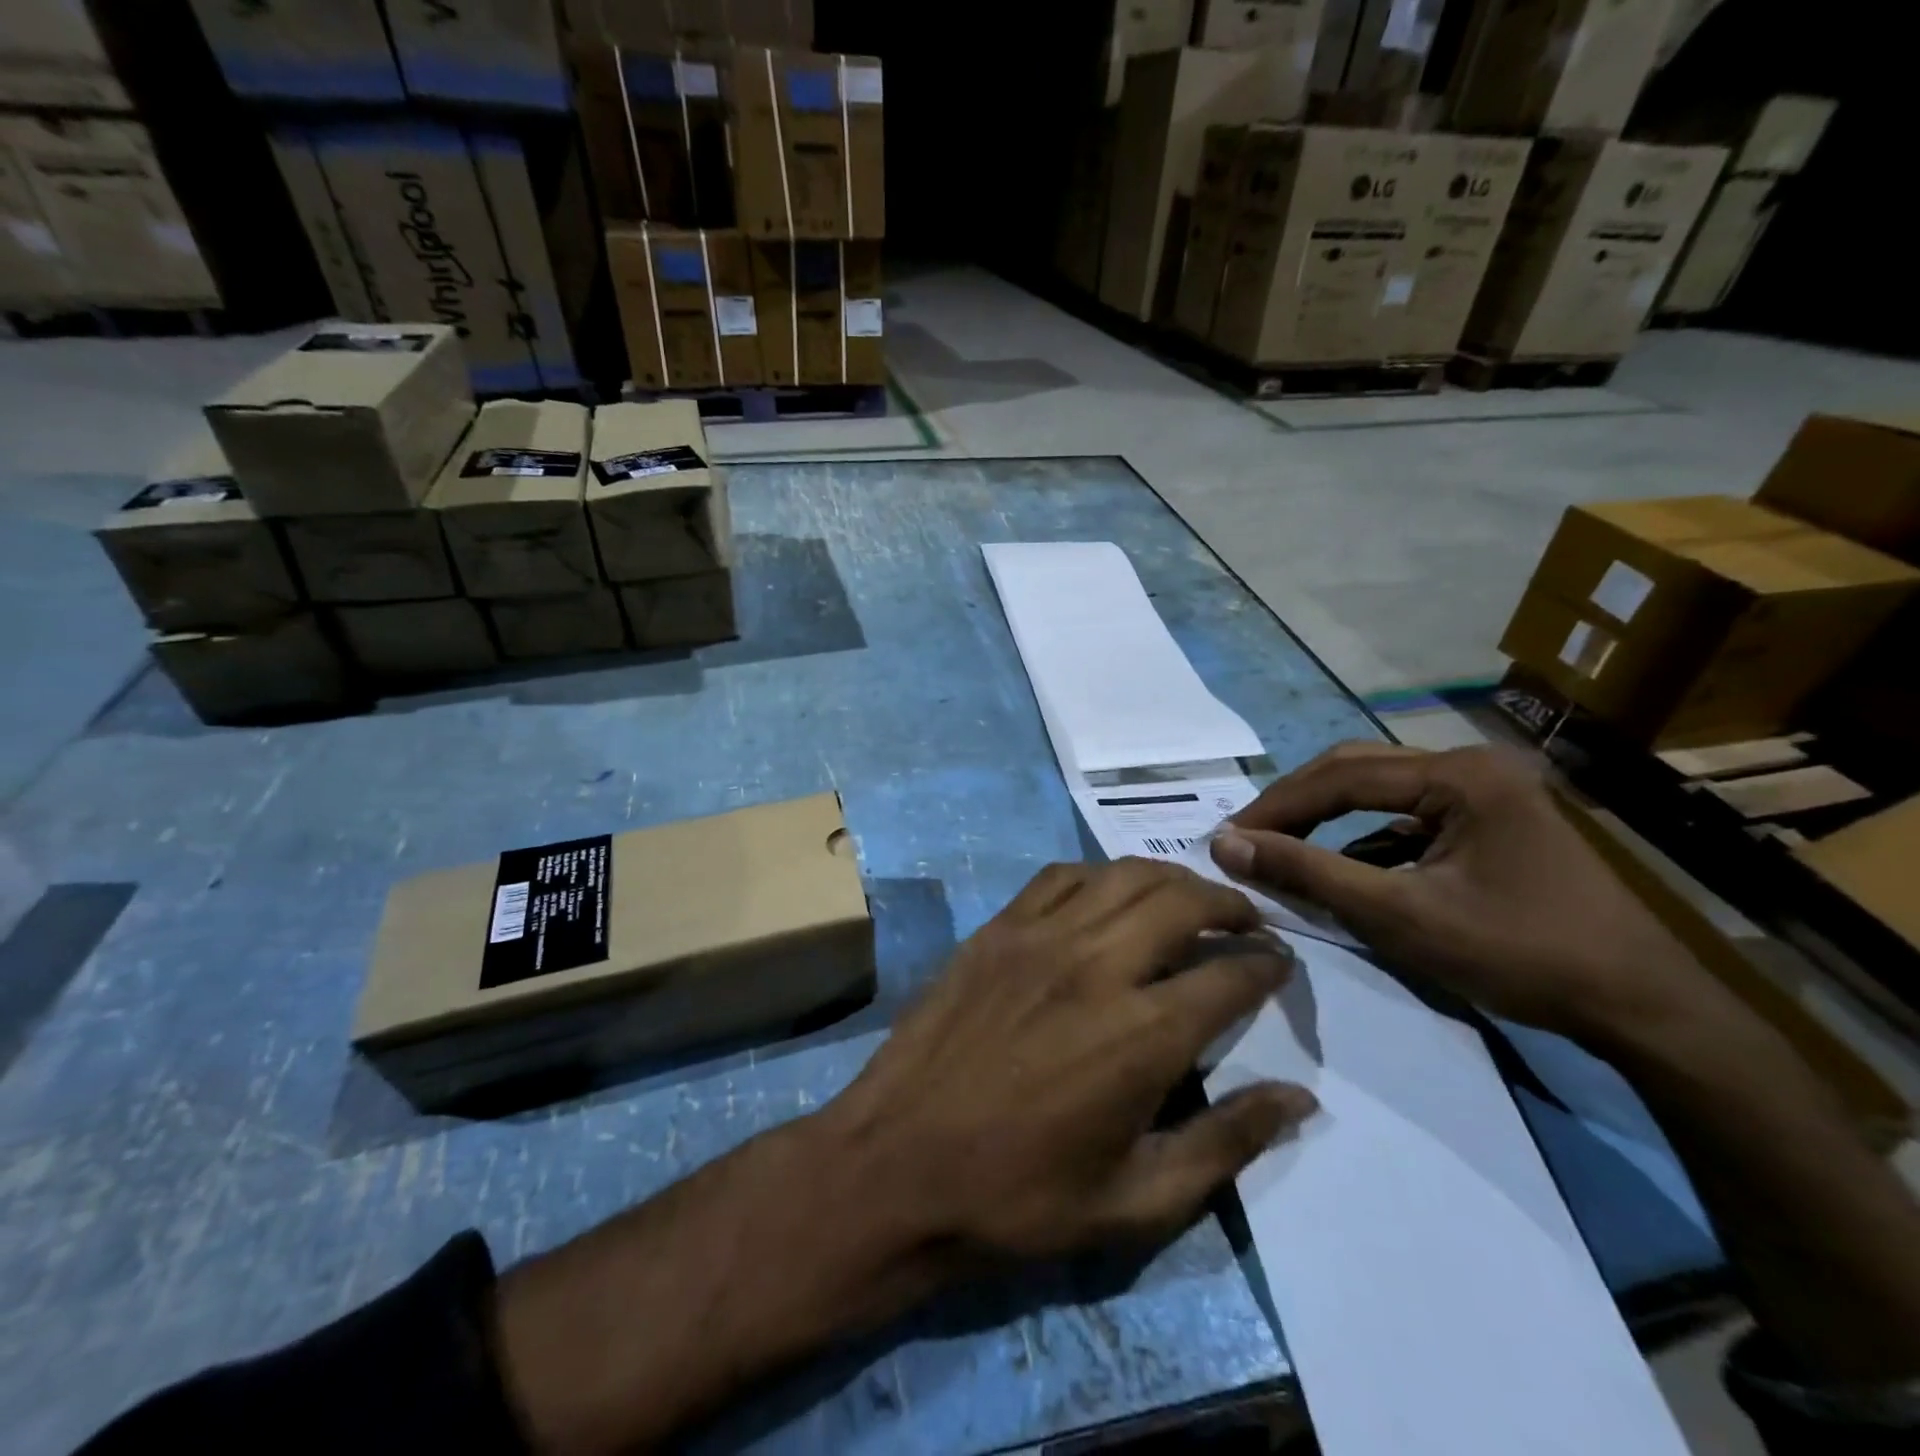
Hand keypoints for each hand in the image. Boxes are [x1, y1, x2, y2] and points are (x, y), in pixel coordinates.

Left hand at [822, 857, 1318, 1260]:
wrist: (897, 1164)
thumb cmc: (1018, 1197)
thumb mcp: (1136, 1201)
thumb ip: (1226, 1143)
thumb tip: (1299, 1098)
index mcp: (1141, 1034)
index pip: (1230, 974)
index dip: (1268, 964)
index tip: (1282, 964)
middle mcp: (1096, 964)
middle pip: (1182, 900)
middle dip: (1229, 904)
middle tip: (1245, 923)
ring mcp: (1038, 936)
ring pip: (1123, 875)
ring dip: (1169, 880)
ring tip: (1187, 901)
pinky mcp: (996, 928)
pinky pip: (1060, 877)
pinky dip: (1100, 876)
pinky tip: (1107, 897)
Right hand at [1210, 743, 1726, 1049]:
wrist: (1643, 1009)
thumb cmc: (1520, 955)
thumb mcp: (1401, 916)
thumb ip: (1309, 873)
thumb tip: (1226, 845)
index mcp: (1459, 774)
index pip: (1341, 776)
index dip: (1276, 807)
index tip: (1227, 838)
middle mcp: (1472, 765)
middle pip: (1358, 770)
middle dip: (1297, 804)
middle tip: (1247, 838)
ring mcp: (1486, 791)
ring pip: (1380, 790)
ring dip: (1326, 818)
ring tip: (1280, 847)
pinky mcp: (1491, 821)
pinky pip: (1407, 815)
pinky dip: (1363, 837)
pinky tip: (1340, 865)